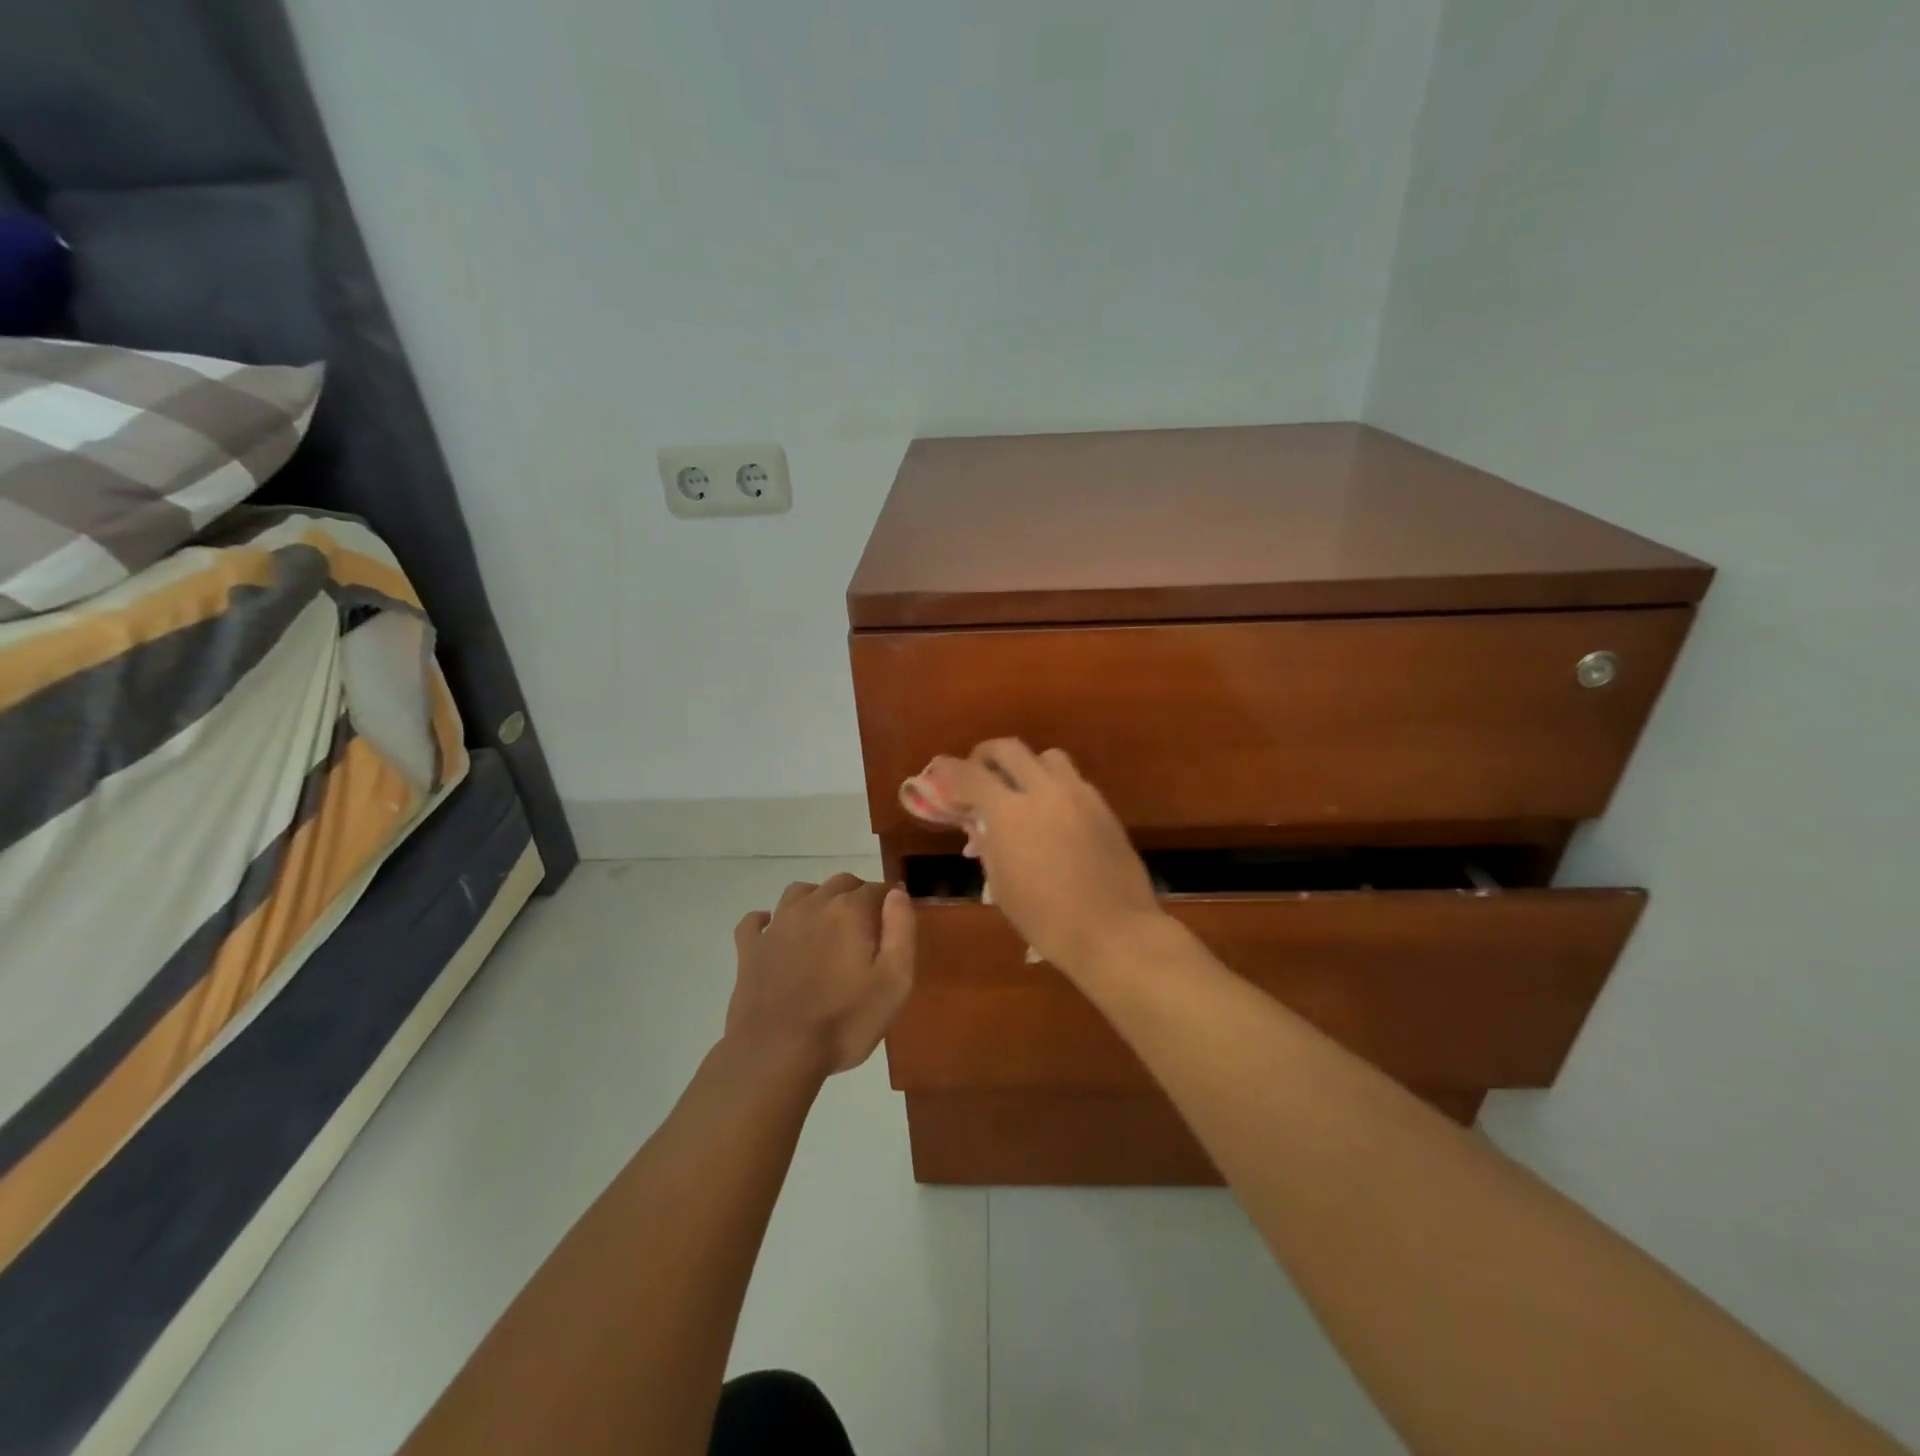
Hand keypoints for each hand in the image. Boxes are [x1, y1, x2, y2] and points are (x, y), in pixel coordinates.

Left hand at [726, 874, 915, 1078]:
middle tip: (867, 929)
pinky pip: (756, 920)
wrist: (776, 1053)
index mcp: (849, 912)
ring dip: (818, 899)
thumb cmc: (844, 1021)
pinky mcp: (750, 948)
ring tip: (827, 926)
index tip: (897, 922)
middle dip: (858, 896)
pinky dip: (768, 919)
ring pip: (800, 892)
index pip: (877, 889)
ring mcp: (777, 925)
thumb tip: (897, 893)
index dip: (891, 901)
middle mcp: (812, 906)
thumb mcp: (894, 981)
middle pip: (841, 883)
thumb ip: (901, 930)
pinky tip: (775, 932)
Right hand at [919, 740, 1162, 972]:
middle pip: (1009, 749)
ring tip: (1020, 790)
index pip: (969, 774)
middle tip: (977, 773)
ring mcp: (1078, 795)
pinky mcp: (1103, 806)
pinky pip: (1072, 780)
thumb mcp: (1002, 885)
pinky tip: (1052, 813)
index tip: (940, 773)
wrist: (1114, 931)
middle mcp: (1044, 792)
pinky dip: (1054, 786)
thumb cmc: (1047, 919)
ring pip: (1047, 756)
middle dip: (985, 755)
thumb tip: (977, 825)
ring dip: (1026, 765)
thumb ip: (987, 845)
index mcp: (1010, 813)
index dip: (949, 771)